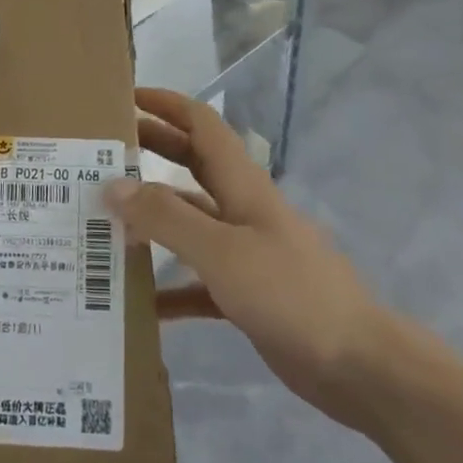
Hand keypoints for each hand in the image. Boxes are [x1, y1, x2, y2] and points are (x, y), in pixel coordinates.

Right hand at [110, 88, 398, 431]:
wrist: (358, 365)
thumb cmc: (290, 292)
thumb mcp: (222, 250)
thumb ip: (166, 218)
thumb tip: (113, 185)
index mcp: (241, 184)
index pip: (201, 125)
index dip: (167, 104)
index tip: (128, 97)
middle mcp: (241, 208)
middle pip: (192, 165)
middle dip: (154, 149)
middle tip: (104, 152)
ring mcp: (245, 251)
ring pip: (190, 222)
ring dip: (152, 219)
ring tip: (104, 221)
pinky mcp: (246, 293)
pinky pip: (197, 281)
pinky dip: (169, 286)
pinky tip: (139, 302)